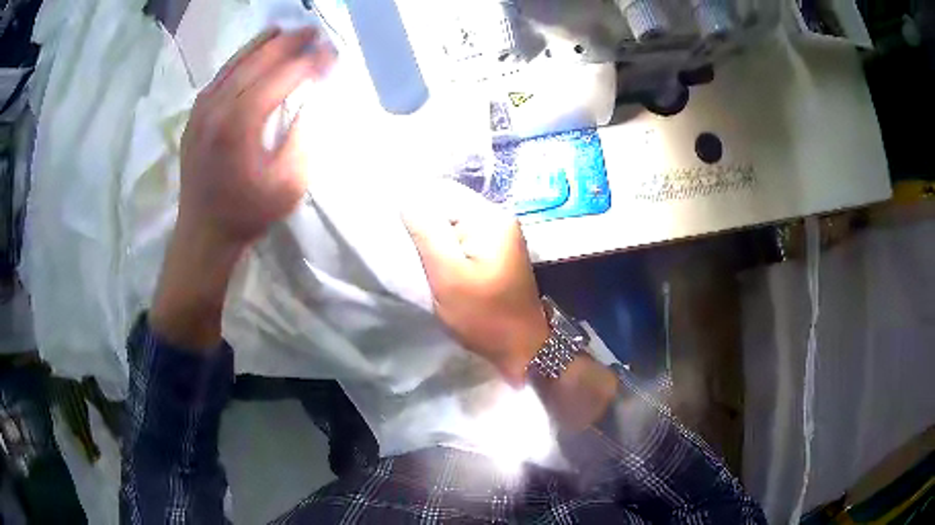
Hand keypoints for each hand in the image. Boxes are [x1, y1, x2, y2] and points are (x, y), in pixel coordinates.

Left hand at [177, 27, 334, 248]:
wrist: (203, 232)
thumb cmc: (247, 212)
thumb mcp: (288, 184)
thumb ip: (303, 137)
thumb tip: (311, 100)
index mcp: (240, 124)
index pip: (282, 77)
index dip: (310, 62)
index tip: (332, 53)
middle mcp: (217, 108)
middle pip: (258, 61)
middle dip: (289, 43)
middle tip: (314, 32)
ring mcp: (201, 110)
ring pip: (235, 63)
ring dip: (263, 43)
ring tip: (286, 30)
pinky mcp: (194, 115)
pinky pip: (220, 76)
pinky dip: (239, 58)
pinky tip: (253, 52)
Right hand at [402, 181, 549, 385]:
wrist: (521, 347)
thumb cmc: (483, 315)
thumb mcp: (448, 275)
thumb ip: (426, 233)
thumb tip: (406, 197)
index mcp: (490, 217)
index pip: (442, 191)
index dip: (414, 204)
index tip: (394, 226)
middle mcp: (498, 217)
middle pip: (448, 204)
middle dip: (423, 221)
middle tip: (403, 245)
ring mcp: (499, 234)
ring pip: (453, 221)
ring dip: (432, 235)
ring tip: (415, 254)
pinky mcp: (495, 250)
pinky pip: (462, 236)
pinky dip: (445, 246)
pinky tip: (434, 261)